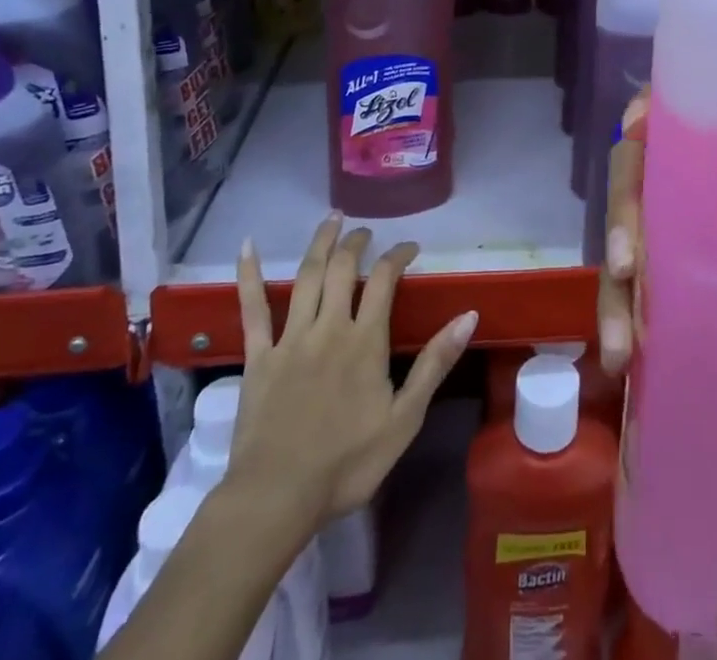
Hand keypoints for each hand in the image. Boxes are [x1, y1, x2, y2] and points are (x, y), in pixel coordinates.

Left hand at [223, 216, 477, 532]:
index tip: (410, 247)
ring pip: (306, 276)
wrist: (276, 498)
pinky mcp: (257, 356)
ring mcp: (290, 338)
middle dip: (357, 242)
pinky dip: (248, 275)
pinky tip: (248, 246)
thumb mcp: (405, 418)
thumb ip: (435, 363)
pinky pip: (252, 309)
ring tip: (331, 219)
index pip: (385, 279)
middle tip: (366, 230)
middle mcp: (329, 327)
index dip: (398, 255)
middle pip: (343, 268)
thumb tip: (469, 315)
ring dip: (320, 243)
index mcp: (365, 340)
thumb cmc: (347, 463)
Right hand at [595, 91, 716, 470]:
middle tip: (624, 263)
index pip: (685, 127)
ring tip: (617, 340)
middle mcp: (702, 204)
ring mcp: (685, 252)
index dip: (651, 118)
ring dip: (612, 285)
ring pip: (627, 244)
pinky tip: (617, 357)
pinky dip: (620, 321)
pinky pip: (634, 298)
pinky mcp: (678, 299)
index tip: (633, 131)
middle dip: (622, 212)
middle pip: (642, 182)